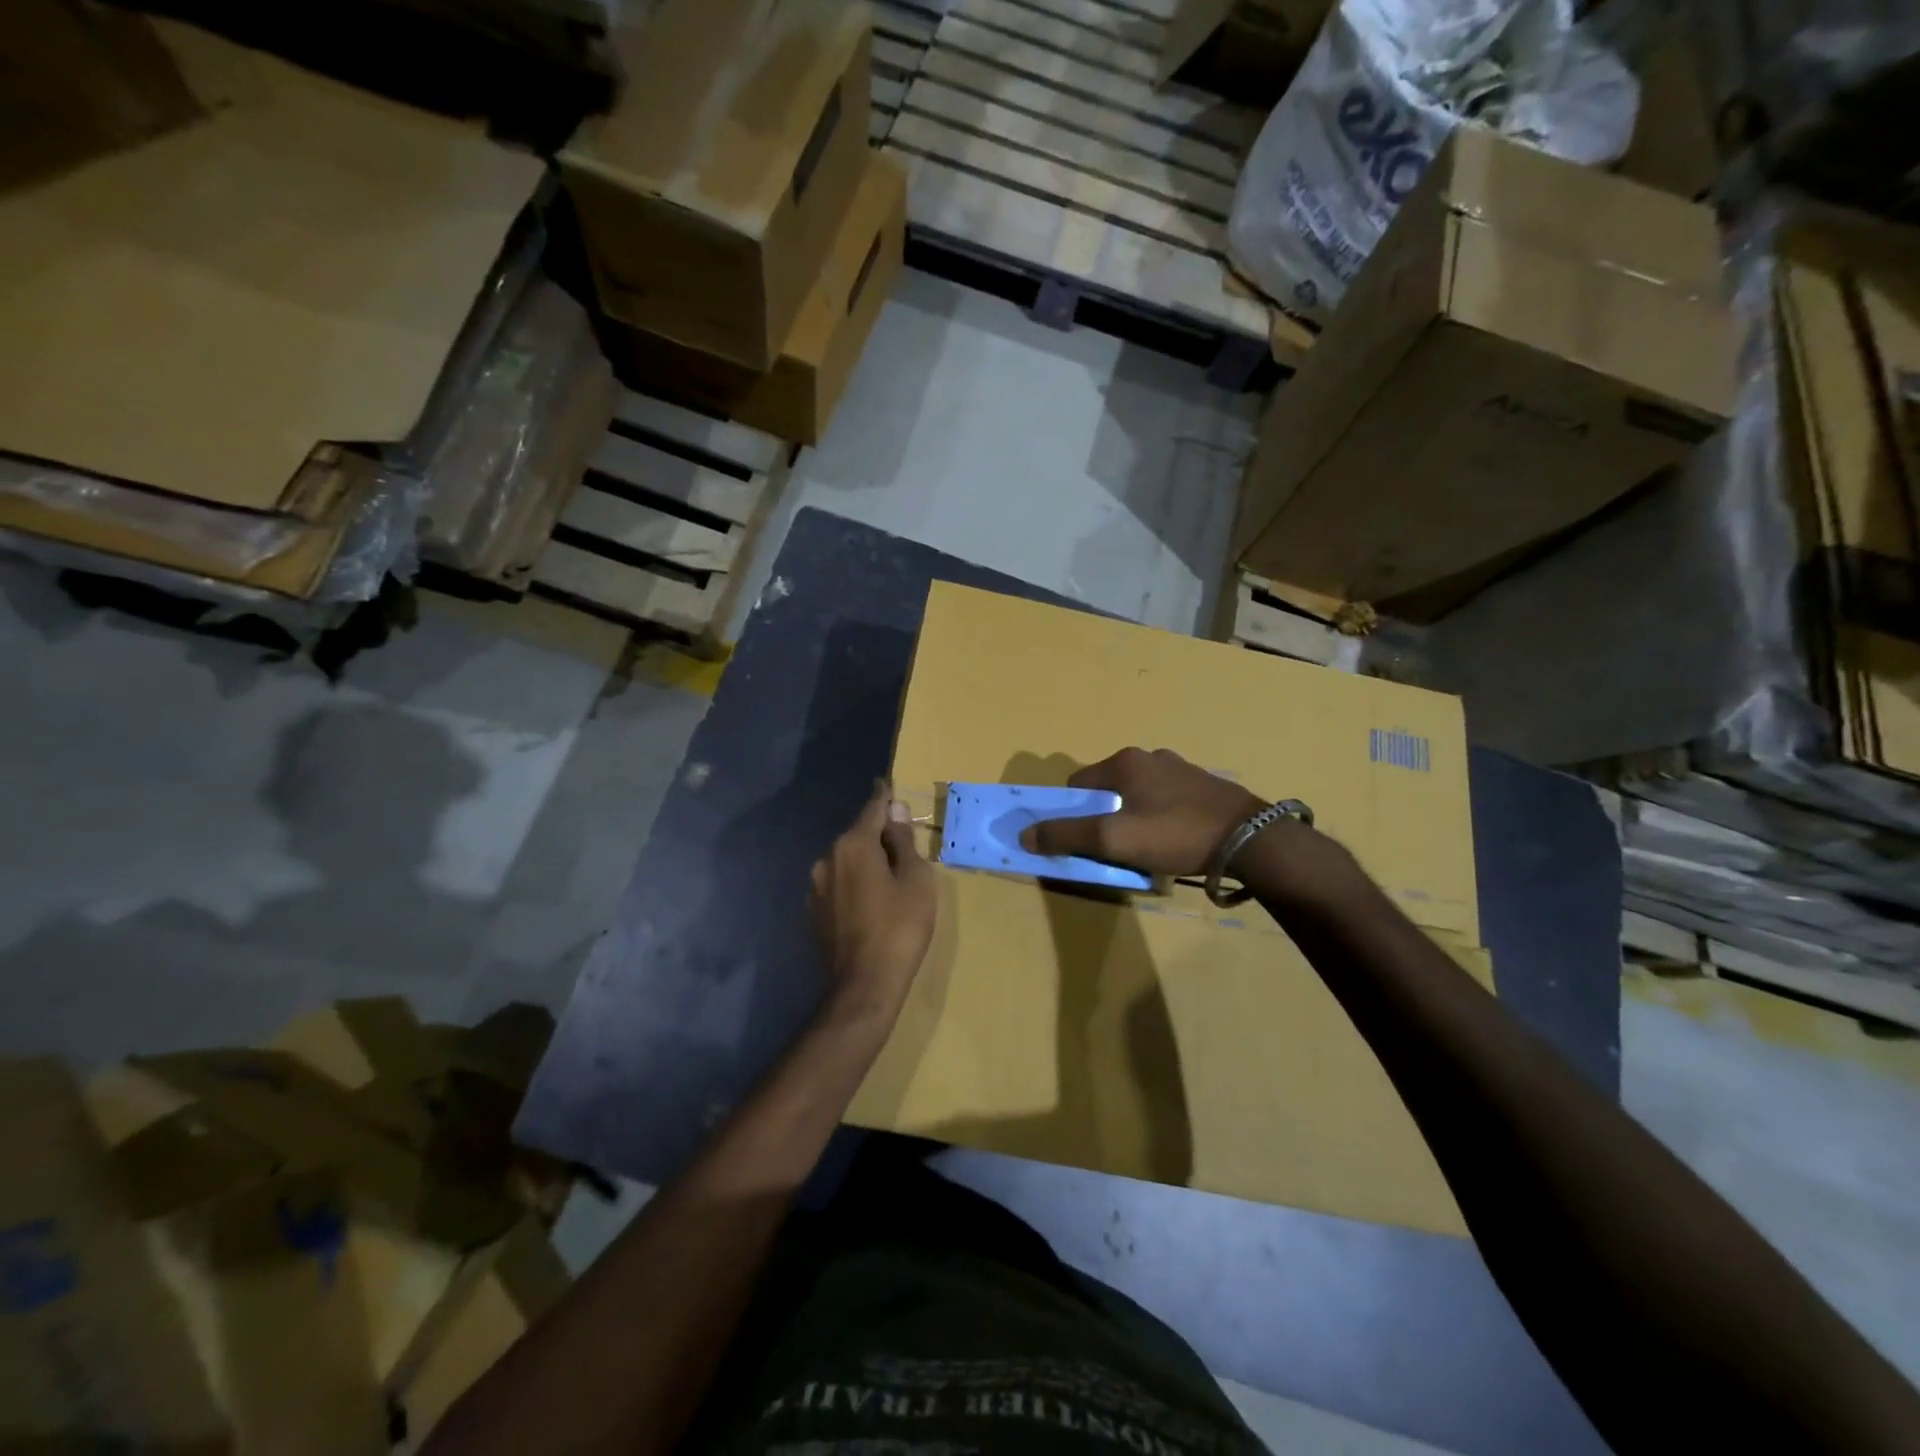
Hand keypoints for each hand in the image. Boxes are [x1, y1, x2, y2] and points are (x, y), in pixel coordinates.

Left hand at [810, 781, 937, 1024]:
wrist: (865, 985)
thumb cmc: (900, 927)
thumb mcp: (915, 879)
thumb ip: (903, 840)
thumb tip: (895, 810)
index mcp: (854, 845)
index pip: (873, 808)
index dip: (884, 796)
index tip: (886, 783)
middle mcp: (828, 858)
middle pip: (859, 835)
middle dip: (879, 835)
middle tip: (903, 845)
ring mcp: (816, 887)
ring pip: (847, 861)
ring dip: (866, 862)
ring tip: (889, 879)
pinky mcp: (814, 912)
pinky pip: (839, 885)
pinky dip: (855, 884)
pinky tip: (871, 903)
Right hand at [1024, 747, 1265, 875]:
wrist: (1250, 840)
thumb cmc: (1175, 834)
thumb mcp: (1113, 840)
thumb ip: (1066, 836)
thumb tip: (1025, 834)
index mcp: (1125, 761)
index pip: (1078, 784)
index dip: (1072, 813)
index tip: (1084, 840)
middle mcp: (1151, 756)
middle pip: (1107, 789)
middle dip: (1103, 817)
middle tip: (1114, 849)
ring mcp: (1181, 769)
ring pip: (1137, 795)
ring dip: (1132, 818)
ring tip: (1145, 849)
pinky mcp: (1204, 786)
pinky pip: (1165, 801)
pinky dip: (1159, 819)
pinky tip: (1172, 842)